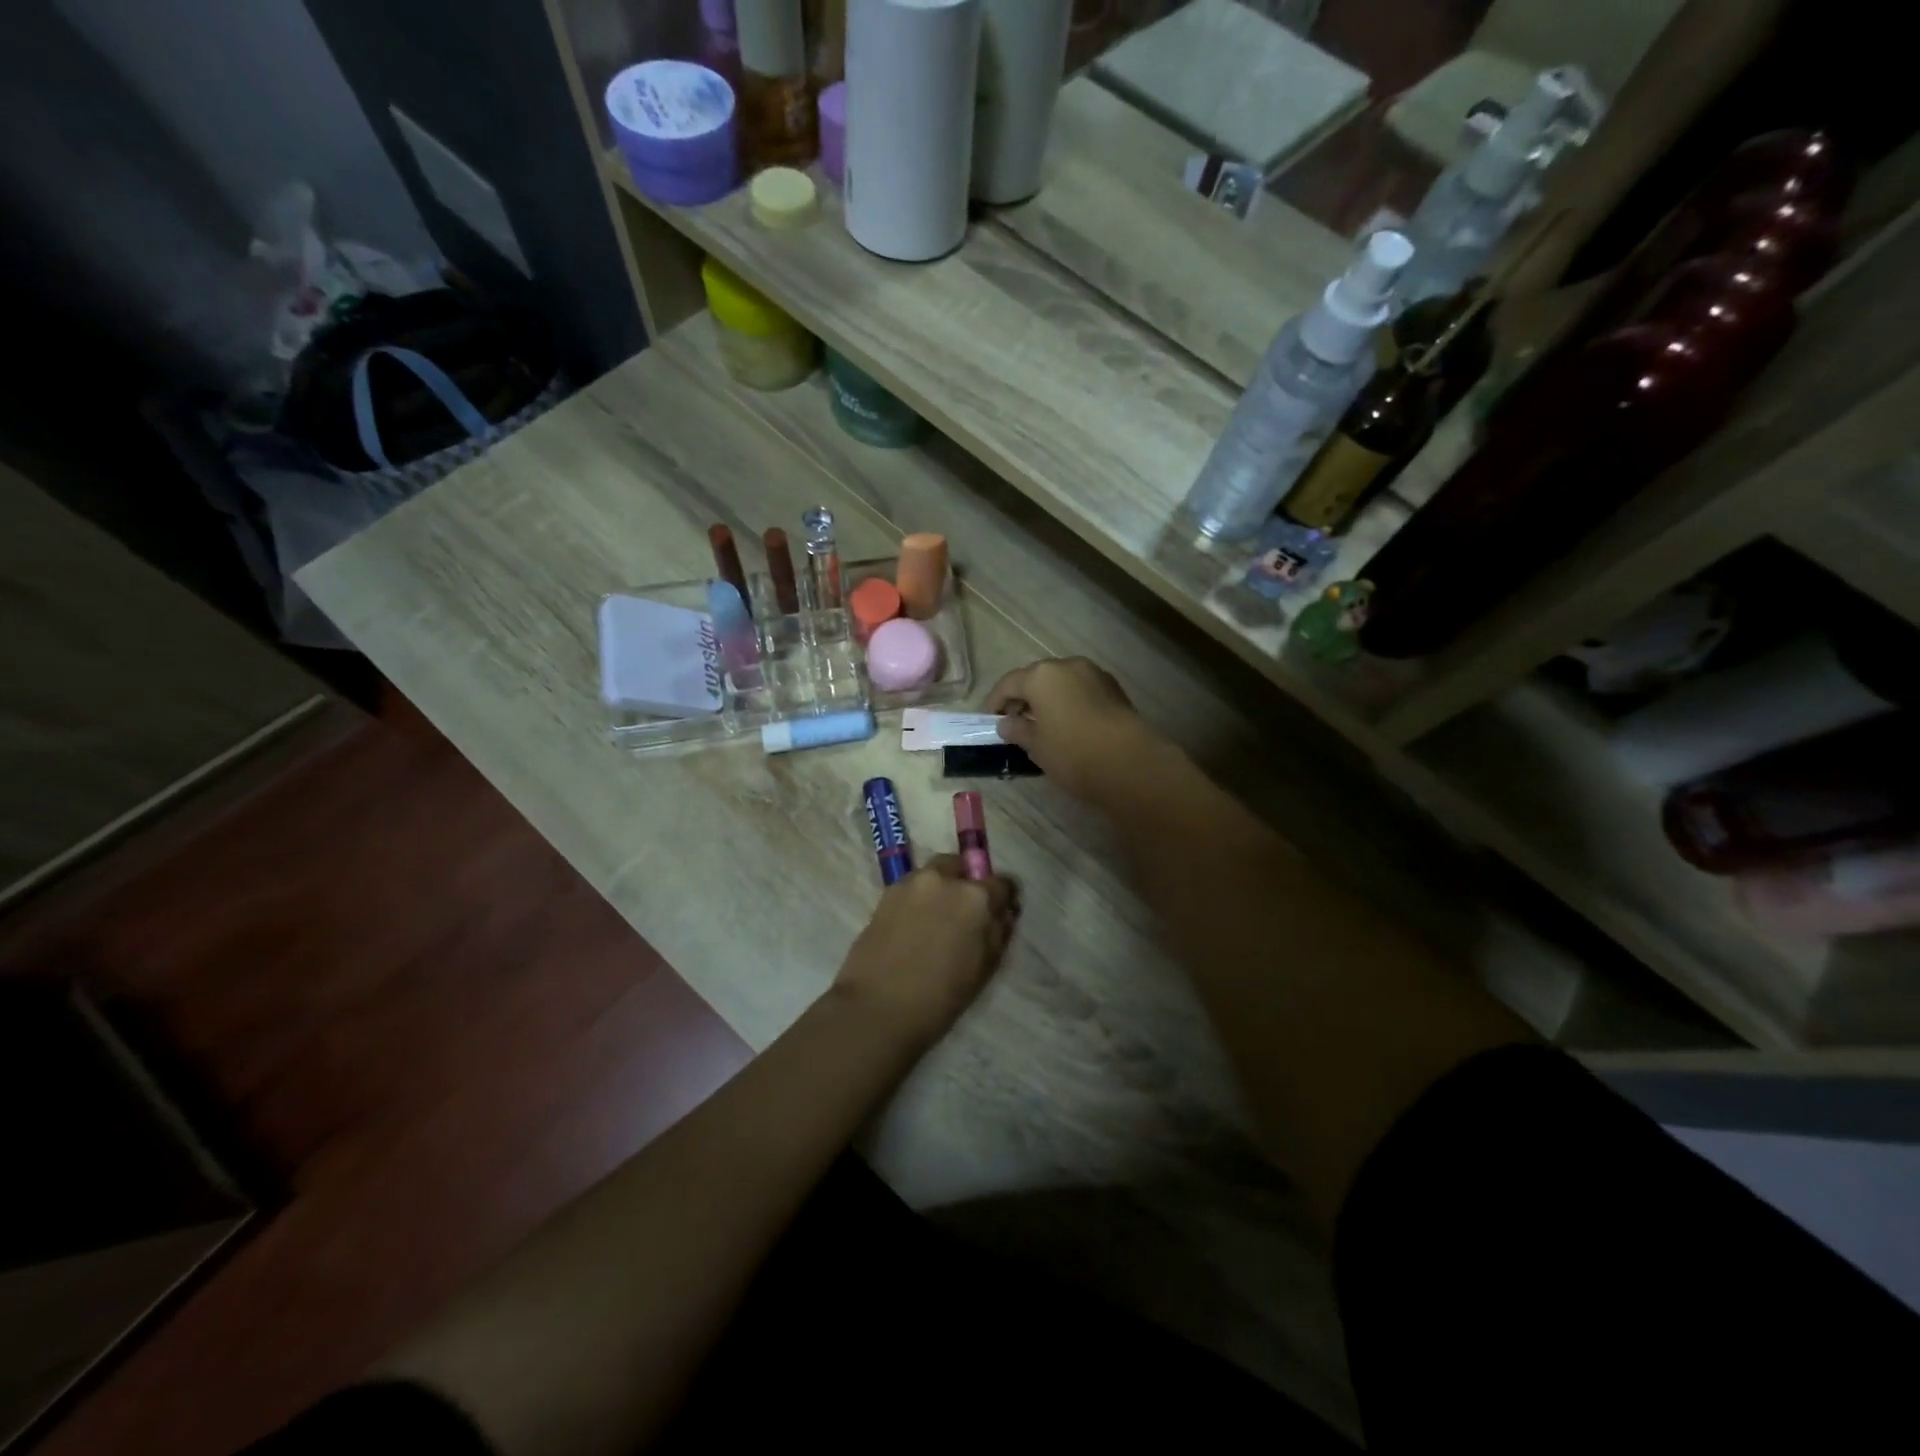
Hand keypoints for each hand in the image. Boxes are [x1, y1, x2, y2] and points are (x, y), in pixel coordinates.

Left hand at [833, 856, 1018, 1046]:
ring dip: (941, 888)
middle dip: (967, 884)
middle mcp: (944, 879)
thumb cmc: (940, 996)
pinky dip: (919, 898)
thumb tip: (1003, 912)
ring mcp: (912, 883)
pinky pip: (912, 887)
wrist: (878, 1007)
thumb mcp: (984, 968)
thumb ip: (998, 932)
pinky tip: (914, 925)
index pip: (1002, 883)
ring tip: (936, 920)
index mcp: (975, 897)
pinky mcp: (887, 893)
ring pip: (935, 874)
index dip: (1003, 898)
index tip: (998, 912)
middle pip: (962, 868)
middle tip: (964, 915)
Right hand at [986, 657, 1159, 801]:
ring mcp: (1094, 674)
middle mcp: (1067, 666)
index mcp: (1041, 675)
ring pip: (1061, 682)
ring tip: (1041, 724)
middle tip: (1014, 721)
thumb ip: (1017, 730)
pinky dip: (1068, 701)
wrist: (1130, 763)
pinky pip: (1080, 690)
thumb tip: (1007, 723)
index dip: (995, 701)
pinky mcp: (1113, 689)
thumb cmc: (1072, 753)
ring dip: (1047, 698)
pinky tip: (1067, 724)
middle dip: (1023, 697)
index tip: (989, 718)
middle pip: (1036, 677)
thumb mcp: (1036, 746)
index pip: (1008, 683)